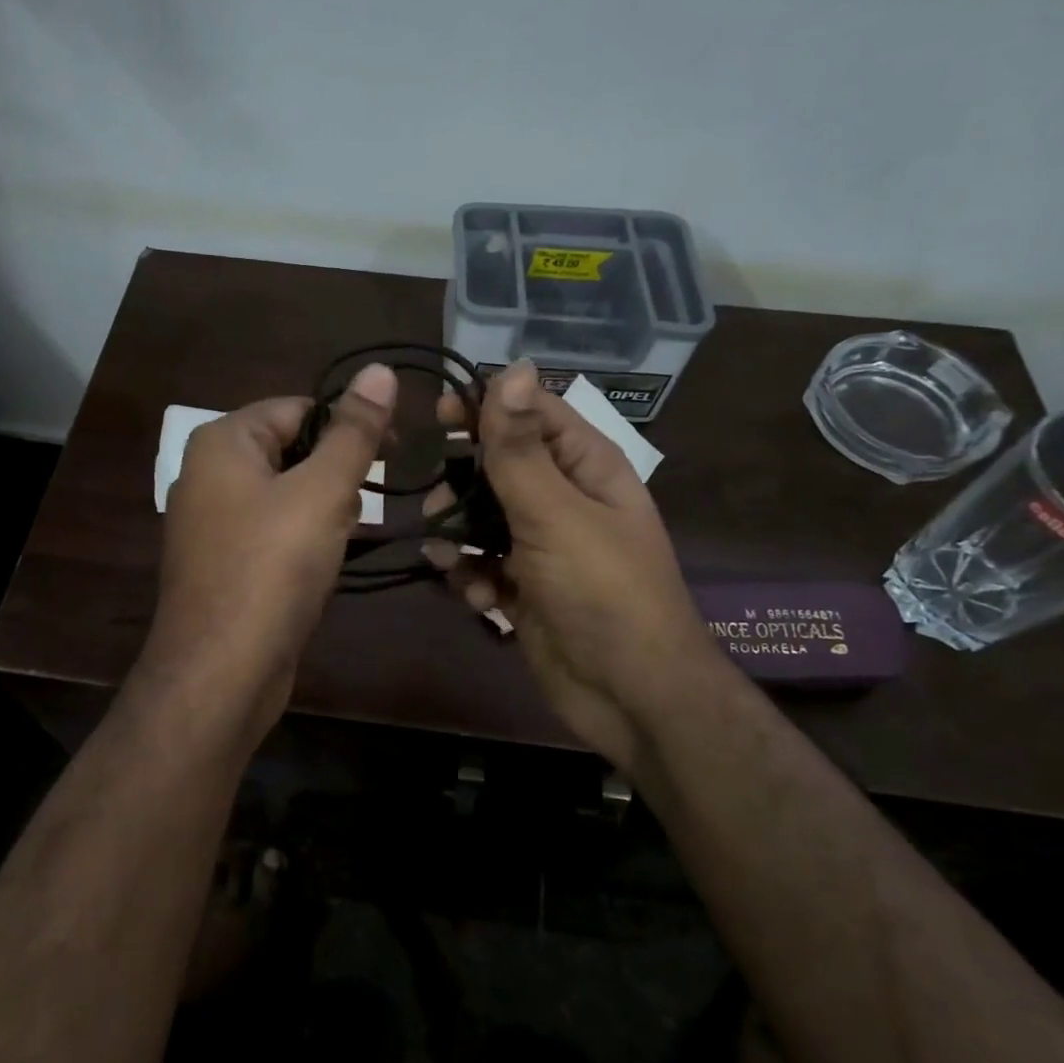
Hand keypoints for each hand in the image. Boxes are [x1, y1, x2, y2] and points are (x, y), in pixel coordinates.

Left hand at [147, 364, 397, 721]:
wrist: (222, 672)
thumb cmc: (272, 567)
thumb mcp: (321, 491)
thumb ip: (354, 432)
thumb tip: (380, 370)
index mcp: (223, 442)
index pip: (298, 408)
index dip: (348, 424)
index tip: (395, 450)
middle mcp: (209, 474)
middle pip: (292, 450)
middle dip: (335, 475)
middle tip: (363, 506)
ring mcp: (212, 523)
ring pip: (286, 495)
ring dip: (324, 511)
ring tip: (344, 538)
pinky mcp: (224, 564)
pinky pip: (274, 533)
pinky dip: (303, 541)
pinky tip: (326, 564)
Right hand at [423, 360, 713, 767]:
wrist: (630, 695)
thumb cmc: (601, 592)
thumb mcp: (556, 513)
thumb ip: (521, 448)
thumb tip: (511, 367)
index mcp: (586, 465)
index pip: (531, 411)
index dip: (485, 405)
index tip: (436, 414)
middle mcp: (564, 498)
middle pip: (499, 465)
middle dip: (463, 480)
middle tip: (434, 496)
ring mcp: (543, 546)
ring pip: (482, 517)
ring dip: (459, 531)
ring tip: (447, 549)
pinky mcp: (524, 587)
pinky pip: (483, 564)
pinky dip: (471, 574)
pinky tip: (474, 593)